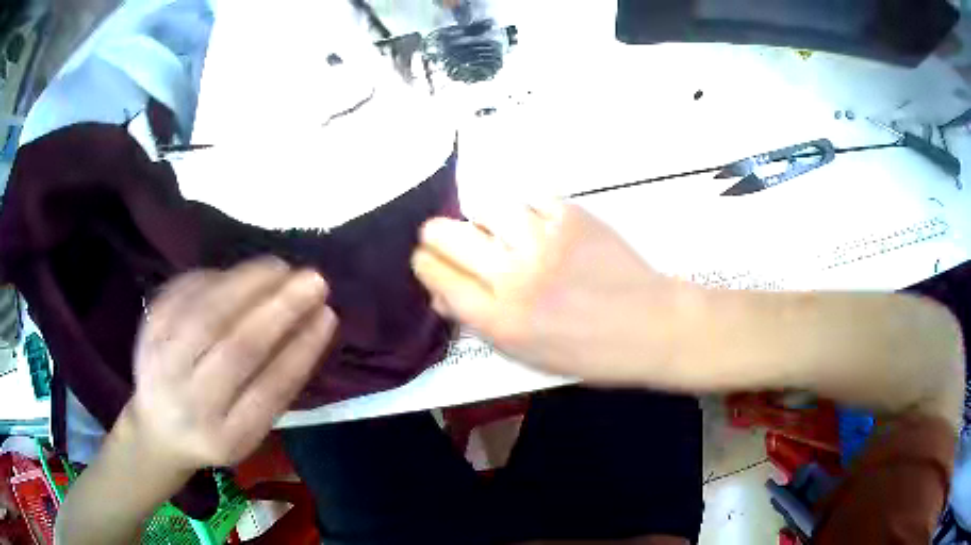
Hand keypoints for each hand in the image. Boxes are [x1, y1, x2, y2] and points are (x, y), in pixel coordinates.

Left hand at [126, 258, 337, 475]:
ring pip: (206, 315)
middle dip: (279, 309)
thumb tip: (307, 324)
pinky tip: (240, 274)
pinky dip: (215, 278)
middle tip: (312, 280)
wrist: (158, 429)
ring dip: (247, 284)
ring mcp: (163, 364)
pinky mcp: (148, 331)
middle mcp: (191, 403)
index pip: (268, 392)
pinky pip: (182, 295)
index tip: (328, 315)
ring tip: (280, 268)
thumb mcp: (249, 431)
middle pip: (235, 350)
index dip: (300, 351)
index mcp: (226, 437)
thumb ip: (275, 388)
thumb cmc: (214, 431)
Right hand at [412, 201, 693, 384]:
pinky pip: (530, 199)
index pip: (435, 274)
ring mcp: (543, 240)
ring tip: (501, 231)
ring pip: (486, 207)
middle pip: (446, 234)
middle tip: (450, 238)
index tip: (430, 260)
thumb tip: (442, 295)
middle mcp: (513, 276)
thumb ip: (480, 323)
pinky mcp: (571, 215)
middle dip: (438, 235)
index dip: (426, 263)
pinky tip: (542, 227)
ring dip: (485, 220)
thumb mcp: (528, 355)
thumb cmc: (588, 352)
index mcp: (499, 319)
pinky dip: (528, 211)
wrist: (650, 325)